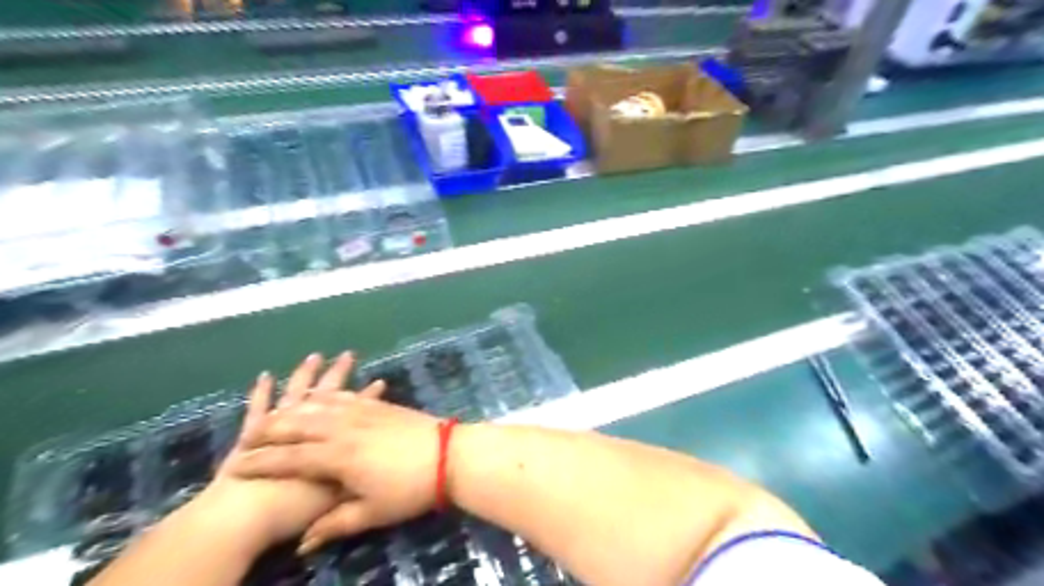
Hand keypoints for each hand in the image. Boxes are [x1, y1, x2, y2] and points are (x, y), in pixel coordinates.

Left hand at [190, 352, 361, 552]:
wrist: (243, 520)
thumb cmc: (295, 512)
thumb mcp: (337, 504)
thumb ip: (359, 477)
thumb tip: (371, 461)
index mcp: (336, 441)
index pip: (356, 412)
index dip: (369, 396)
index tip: (380, 382)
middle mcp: (311, 428)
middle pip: (328, 395)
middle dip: (339, 374)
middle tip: (348, 355)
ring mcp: (280, 427)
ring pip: (297, 394)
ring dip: (306, 374)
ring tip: (314, 356)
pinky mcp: (252, 433)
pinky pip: (258, 407)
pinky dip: (262, 392)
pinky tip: (266, 376)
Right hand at [230, 384, 445, 553]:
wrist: (450, 454)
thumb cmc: (410, 488)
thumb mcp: (373, 513)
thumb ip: (335, 525)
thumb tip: (305, 546)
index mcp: (337, 456)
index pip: (288, 458)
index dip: (260, 462)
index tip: (235, 466)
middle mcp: (343, 428)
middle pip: (298, 424)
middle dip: (270, 429)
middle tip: (248, 437)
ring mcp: (362, 412)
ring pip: (319, 405)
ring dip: (294, 408)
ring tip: (276, 414)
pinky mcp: (379, 406)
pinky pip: (345, 398)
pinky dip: (326, 397)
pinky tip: (319, 397)